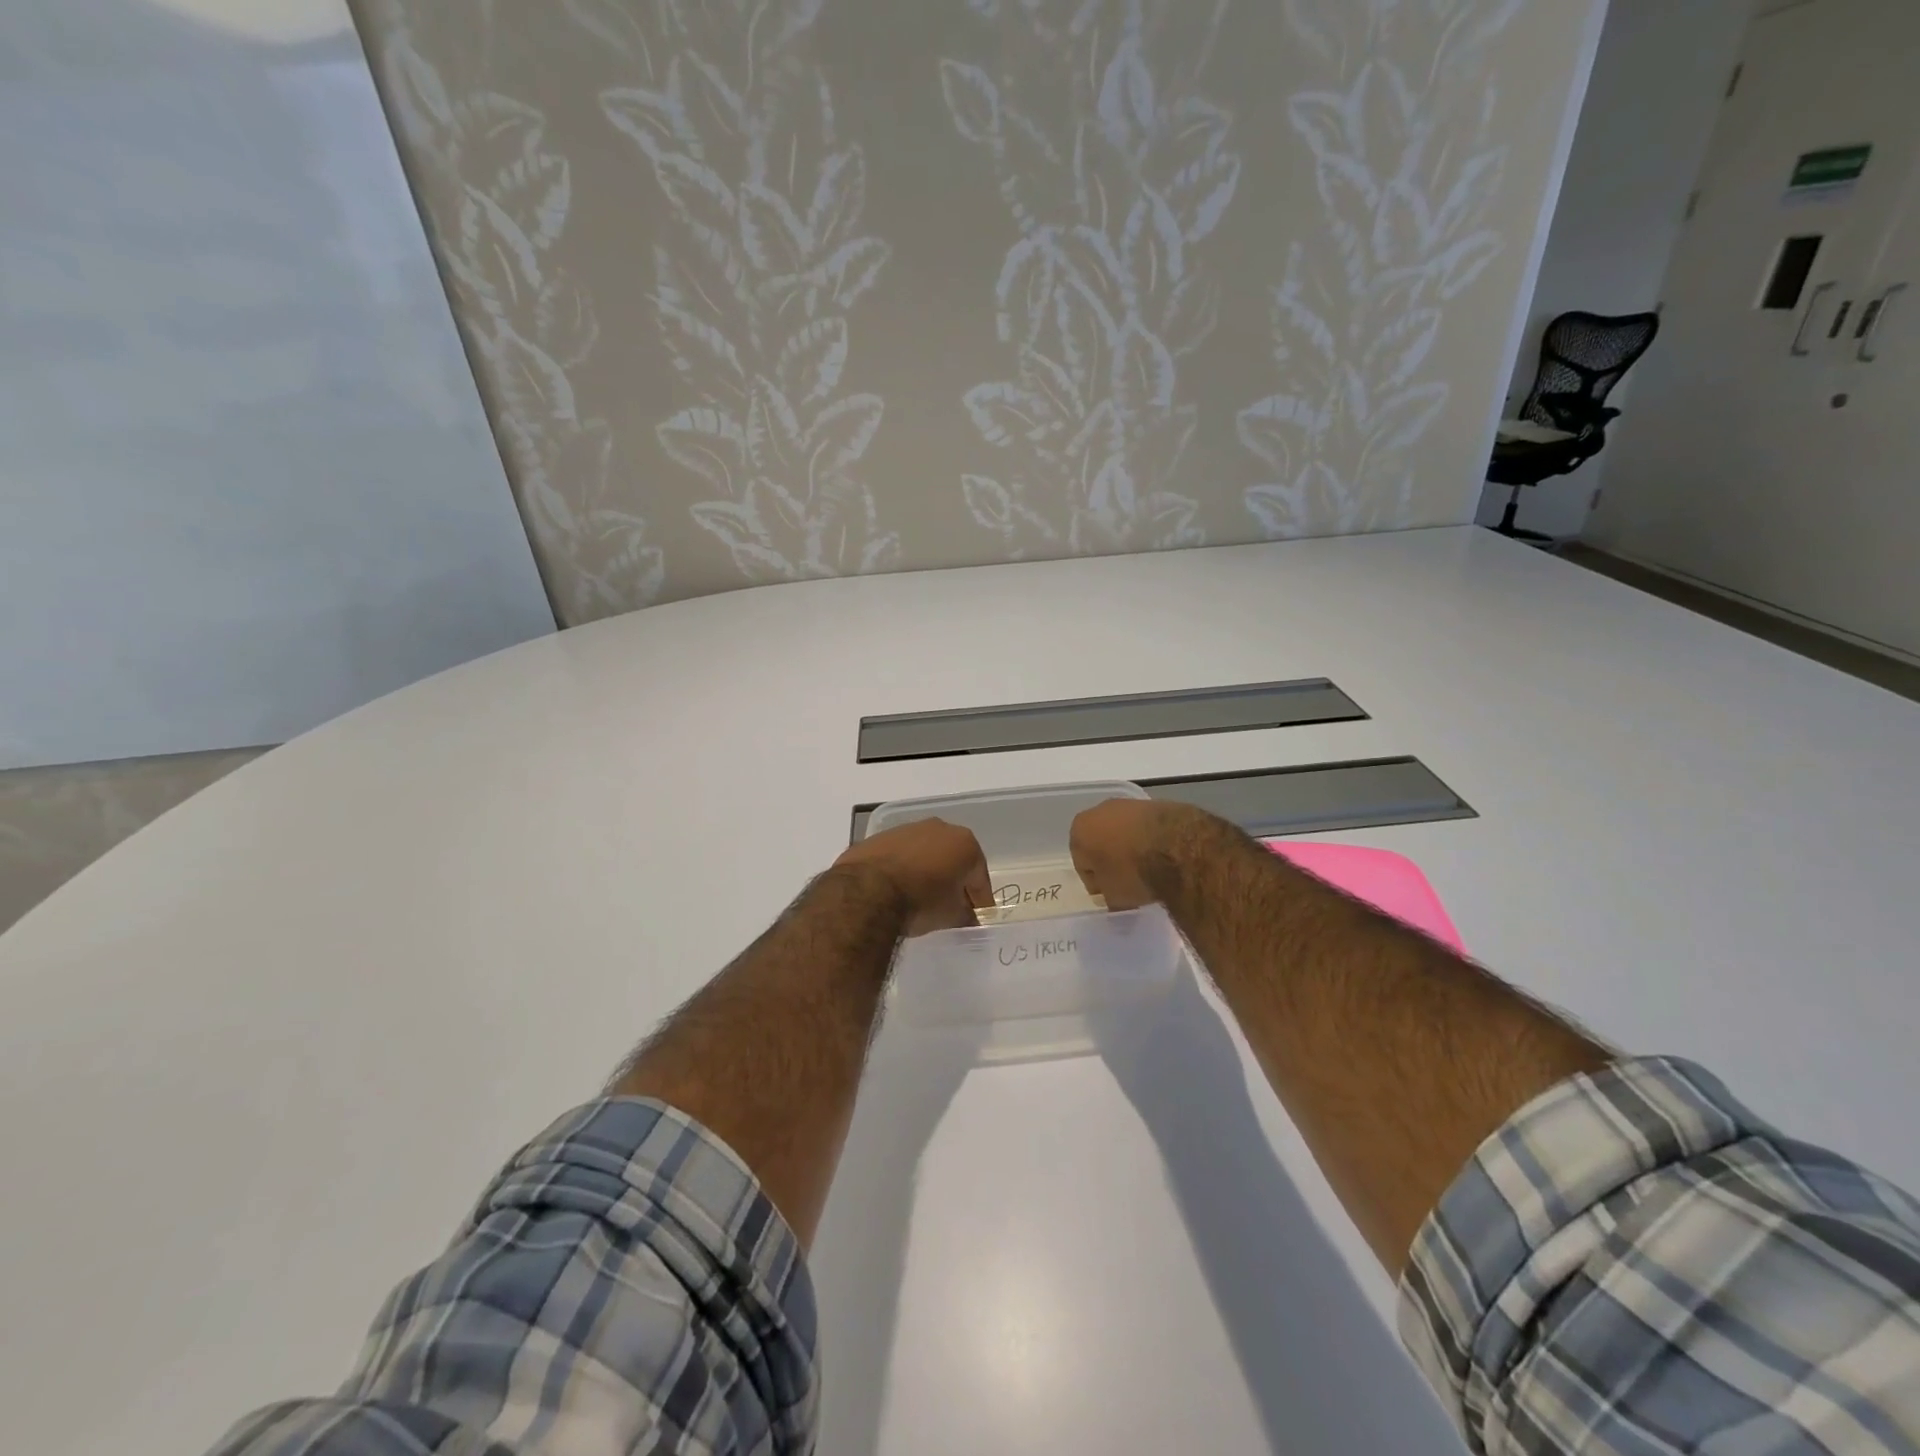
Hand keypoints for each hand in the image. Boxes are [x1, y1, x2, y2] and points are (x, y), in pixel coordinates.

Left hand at [833, 818, 991, 934]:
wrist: (867, 891)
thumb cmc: (921, 901)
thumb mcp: (951, 916)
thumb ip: (965, 914)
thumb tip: (966, 916)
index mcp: (964, 843)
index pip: (979, 876)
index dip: (980, 899)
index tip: (978, 916)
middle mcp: (939, 828)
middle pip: (953, 857)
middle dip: (954, 879)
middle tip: (952, 904)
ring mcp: (907, 829)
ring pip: (925, 852)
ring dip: (927, 871)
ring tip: (921, 897)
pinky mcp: (880, 837)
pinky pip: (900, 855)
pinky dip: (902, 868)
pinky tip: (896, 889)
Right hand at [1069, 798, 1217, 909]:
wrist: (1178, 848)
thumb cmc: (1133, 872)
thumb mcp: (1114, 896)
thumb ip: (1107, 894)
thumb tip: (1113, 894)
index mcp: (1079, 830)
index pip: (1082, 863)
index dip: (1096, 882)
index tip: (1111, 894)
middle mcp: (1099, 811)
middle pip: (1101, 842)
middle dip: (1111, 860)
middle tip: (1128, 881)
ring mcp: (1128, 804)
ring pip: (1124, 832)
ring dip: (1131, 848)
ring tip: (1149, 870)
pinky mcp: (1156, 803)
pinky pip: (1146, 828)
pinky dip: (1151, 840)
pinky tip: (1164, 856)